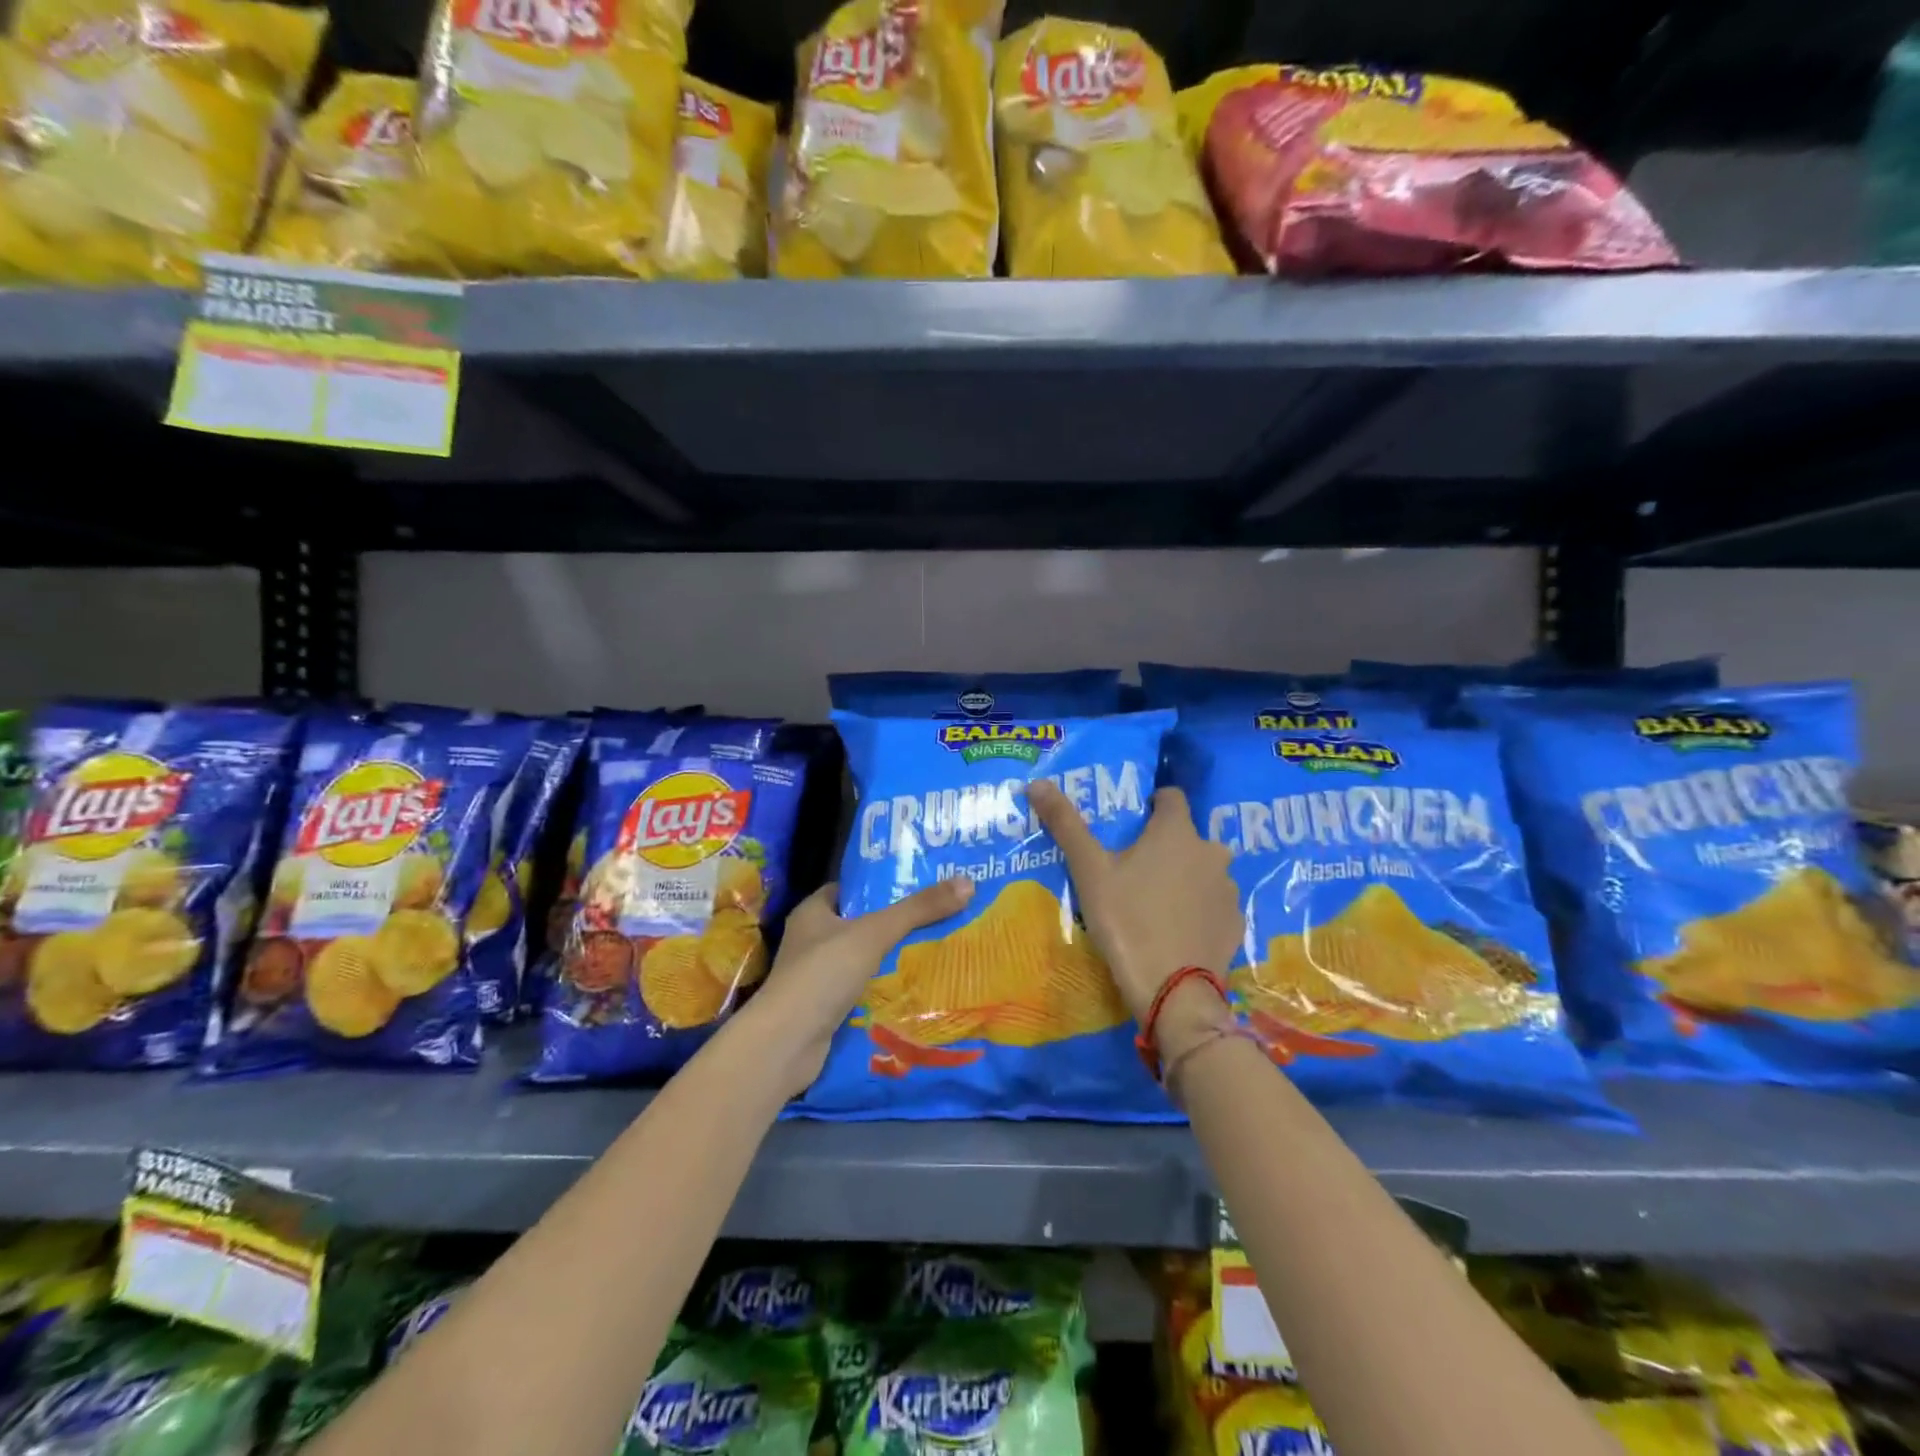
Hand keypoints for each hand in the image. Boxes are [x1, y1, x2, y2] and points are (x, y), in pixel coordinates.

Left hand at [741, 877, 973, 1093]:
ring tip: (936, 948)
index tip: (919, 883)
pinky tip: (914, 987)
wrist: (786, 1044)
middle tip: (937, 915)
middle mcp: (811, 940)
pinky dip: (883, 988)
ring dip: (891, 957)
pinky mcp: (825, 1008)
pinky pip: (861, 989)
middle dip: (894, 922)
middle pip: (860, 923)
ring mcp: (816, 977)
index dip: (882, 884)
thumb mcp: (875, 933)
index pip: (851, 889)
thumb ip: (918, 910)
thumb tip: (967, 883)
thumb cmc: (823, 974)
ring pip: (862, 959)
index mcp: (813, 912)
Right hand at [1028, 781, 1241, 1022]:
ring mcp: (1228, 889)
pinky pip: (1214, 904)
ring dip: (1185, 876)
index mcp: (1177, 832)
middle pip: (1188, 836)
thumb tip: (1037, 782)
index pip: (1171, 797)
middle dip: (1167, 845)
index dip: (1152, 804)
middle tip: (1136, 868)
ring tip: (1155, 901)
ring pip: (1204, 870)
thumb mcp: (1089, 871)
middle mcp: (1211, 852)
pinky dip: (1199, 909)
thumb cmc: (1127, 920)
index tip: (1133, 821)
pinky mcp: (1236, 923)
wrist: (1172, 991)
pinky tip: (1177, 929)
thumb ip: (1065, 824)